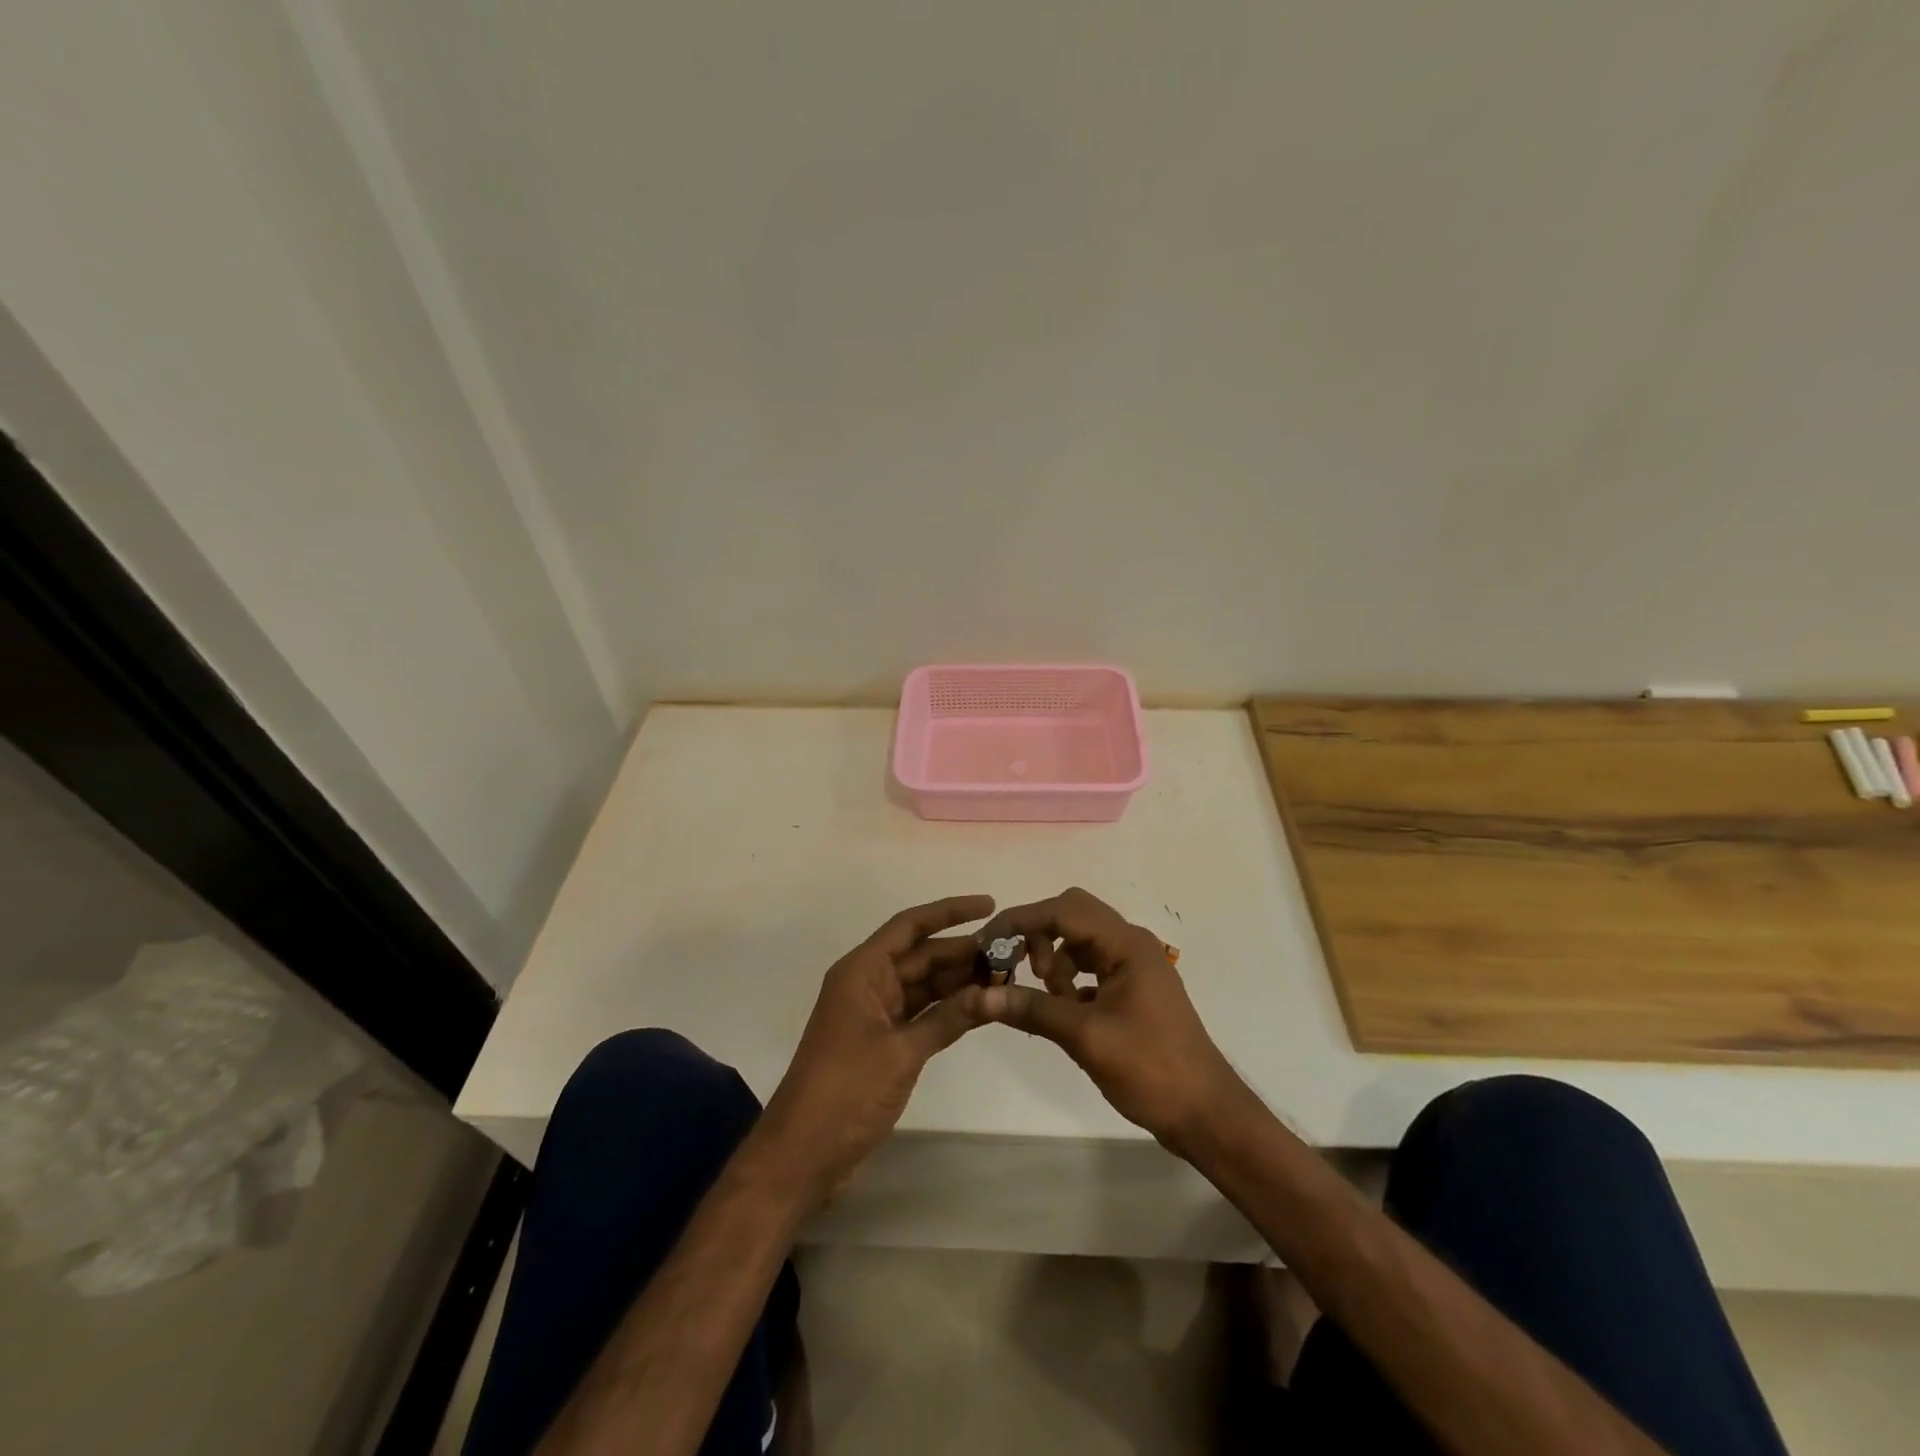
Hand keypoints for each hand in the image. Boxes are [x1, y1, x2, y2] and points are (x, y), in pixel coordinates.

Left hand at [758, 895, 994, 1209]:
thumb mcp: (901, 1052)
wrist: (803, 1154)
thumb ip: (948, 1018)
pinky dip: (950, 1011)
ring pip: (925, 985)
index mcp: (862, 971)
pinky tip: (984, 1008)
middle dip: (963, 951)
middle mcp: (869, 984)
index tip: (990, 904)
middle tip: (1012, 951)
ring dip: (960, 981)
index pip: (910, 926)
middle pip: (922, 955)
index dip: (949, 911)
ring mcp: (876, 1014)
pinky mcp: (884, 1043)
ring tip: (1007, 975)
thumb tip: (993, 991)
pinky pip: (923, 1014)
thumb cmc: (845, 1091)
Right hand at [975, 887, 1249, 1151]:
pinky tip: (1064, 1010)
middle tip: (1022, 971)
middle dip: (1039, 936)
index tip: (987, 942)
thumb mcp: (1086, 1037)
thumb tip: (977, 996)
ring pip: (1080, 939)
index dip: (1021, 921)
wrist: (1204, 1113)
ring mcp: (1135, 965)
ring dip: (1055, 958)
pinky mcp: (1133, 987)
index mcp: (1126, 944)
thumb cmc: (1150, 1069)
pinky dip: (1070, 978)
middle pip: (1072, 914)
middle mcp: (1131, 943)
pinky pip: (1091, 964)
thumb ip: (1032, 1009)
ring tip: (1049, 998)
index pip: (1063, 910)